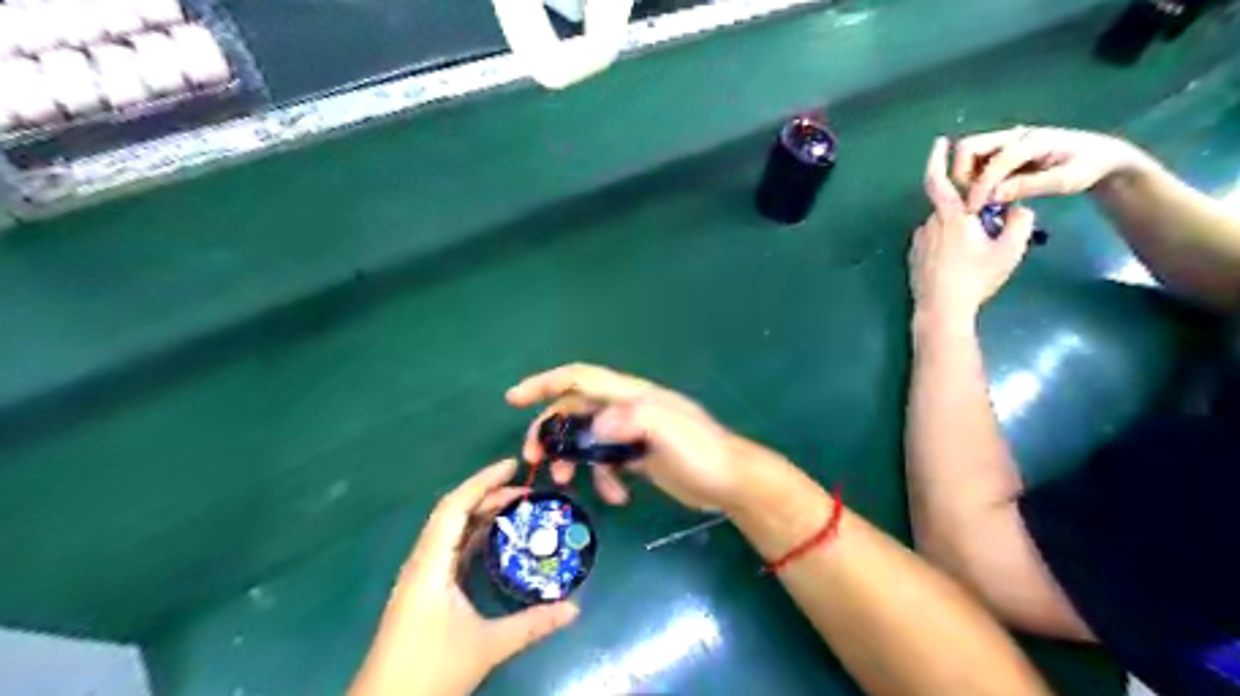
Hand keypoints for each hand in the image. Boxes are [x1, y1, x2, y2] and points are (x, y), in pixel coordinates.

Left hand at [347, 462, 582, 694]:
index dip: (482, 481)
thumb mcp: (486, 647)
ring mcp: (421, 577)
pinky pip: (451, 549)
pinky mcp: (424, 591)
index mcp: (430, 565)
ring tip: (516, 508)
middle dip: (488, 495)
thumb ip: (532, 625)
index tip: (512, 465)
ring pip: (451, 531)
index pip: (454, 507)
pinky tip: (496, 541)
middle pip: (453, 513)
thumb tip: (574, 608)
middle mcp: (422, 562)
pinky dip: (474, 536)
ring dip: (481, 515)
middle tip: (526, 491)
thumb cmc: (429, 672)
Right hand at [503, 364, 765, 510]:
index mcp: (631, 395)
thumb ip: (628, 420)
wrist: (731, 482)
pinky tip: (616, 497)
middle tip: (535, 457)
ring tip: (568, 483)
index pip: (579, 378)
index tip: (513, 399)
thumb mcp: (666, 430)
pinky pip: (606, 463)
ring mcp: (632, 434)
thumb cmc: (701, 451)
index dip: (544, 383)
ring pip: (587, 439)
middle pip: (575, 411)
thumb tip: (591, 428)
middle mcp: (627, 410)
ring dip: (573, 459)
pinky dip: (603, 479)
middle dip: (551, 431)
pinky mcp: (638, 457)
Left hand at [909, 138, 1039, 324]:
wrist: (941, 309)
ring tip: (972, 257)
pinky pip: (932, 243)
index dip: (937, 158)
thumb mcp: (1009, 250)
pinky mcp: (913, 258)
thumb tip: (1018, 207)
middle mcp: (928, 224)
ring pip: (941, 227)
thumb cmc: (976, 278)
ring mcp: (917, 242)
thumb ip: (1020, 221)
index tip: (940, 142)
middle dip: (967, 214)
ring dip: (956, 232)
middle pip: (949, 208)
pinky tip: (957, 265)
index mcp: (950, 216)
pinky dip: (945, 246)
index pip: (939, 180)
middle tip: (985, 233)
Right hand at [953, 124, 1146, 211]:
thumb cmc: (1088, 168)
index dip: (981, 187)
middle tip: (971, 200)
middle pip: (968, 147)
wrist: (1102, 156)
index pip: (995, 162)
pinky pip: (975, 161)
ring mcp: (1006, 141)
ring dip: (965, 177)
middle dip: (962, 175)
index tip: (973, 210)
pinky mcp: (1001, 151)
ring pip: (967, 154)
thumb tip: (993, 196)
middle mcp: (1014, 135)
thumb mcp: (1066, 180)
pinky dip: (971, 178)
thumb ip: (1028, 187)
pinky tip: (985, 195)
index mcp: (1033, 140)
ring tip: (978, 199)